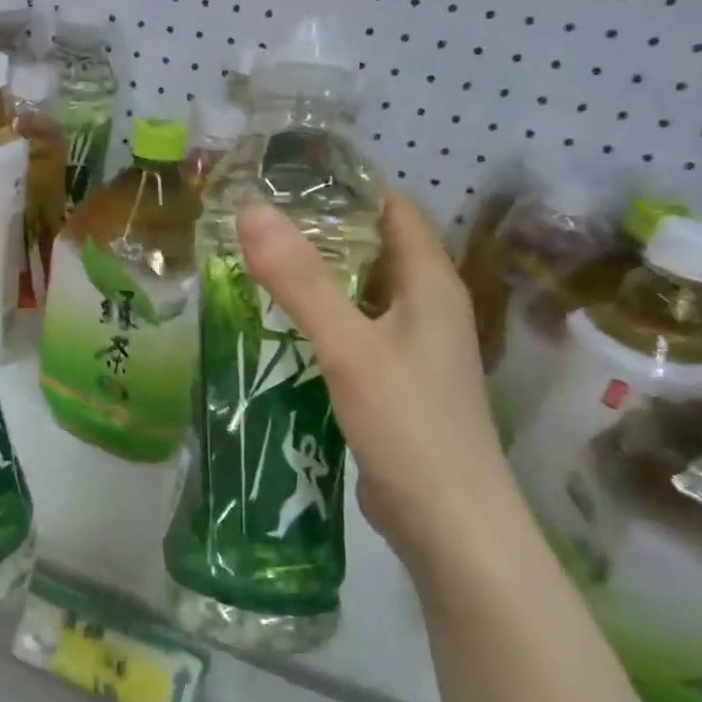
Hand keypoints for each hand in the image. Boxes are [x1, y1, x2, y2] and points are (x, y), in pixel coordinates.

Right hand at [237, 194, 514, 558]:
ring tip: (256, 261)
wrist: (450, 526)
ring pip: (361, 293)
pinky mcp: (394, 382)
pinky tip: (278, 324)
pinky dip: (320, 318)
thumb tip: (251, 210)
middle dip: (321, 229)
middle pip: (374, 248)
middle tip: (256, 217)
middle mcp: (427, 307)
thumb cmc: (409, 425)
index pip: (393, 208)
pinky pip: (354, 331)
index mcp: (431, 284)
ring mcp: (413, 348)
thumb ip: (301, 281)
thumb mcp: (350, 347)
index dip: (347, 186)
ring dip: (318, 276)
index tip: (287, 175)